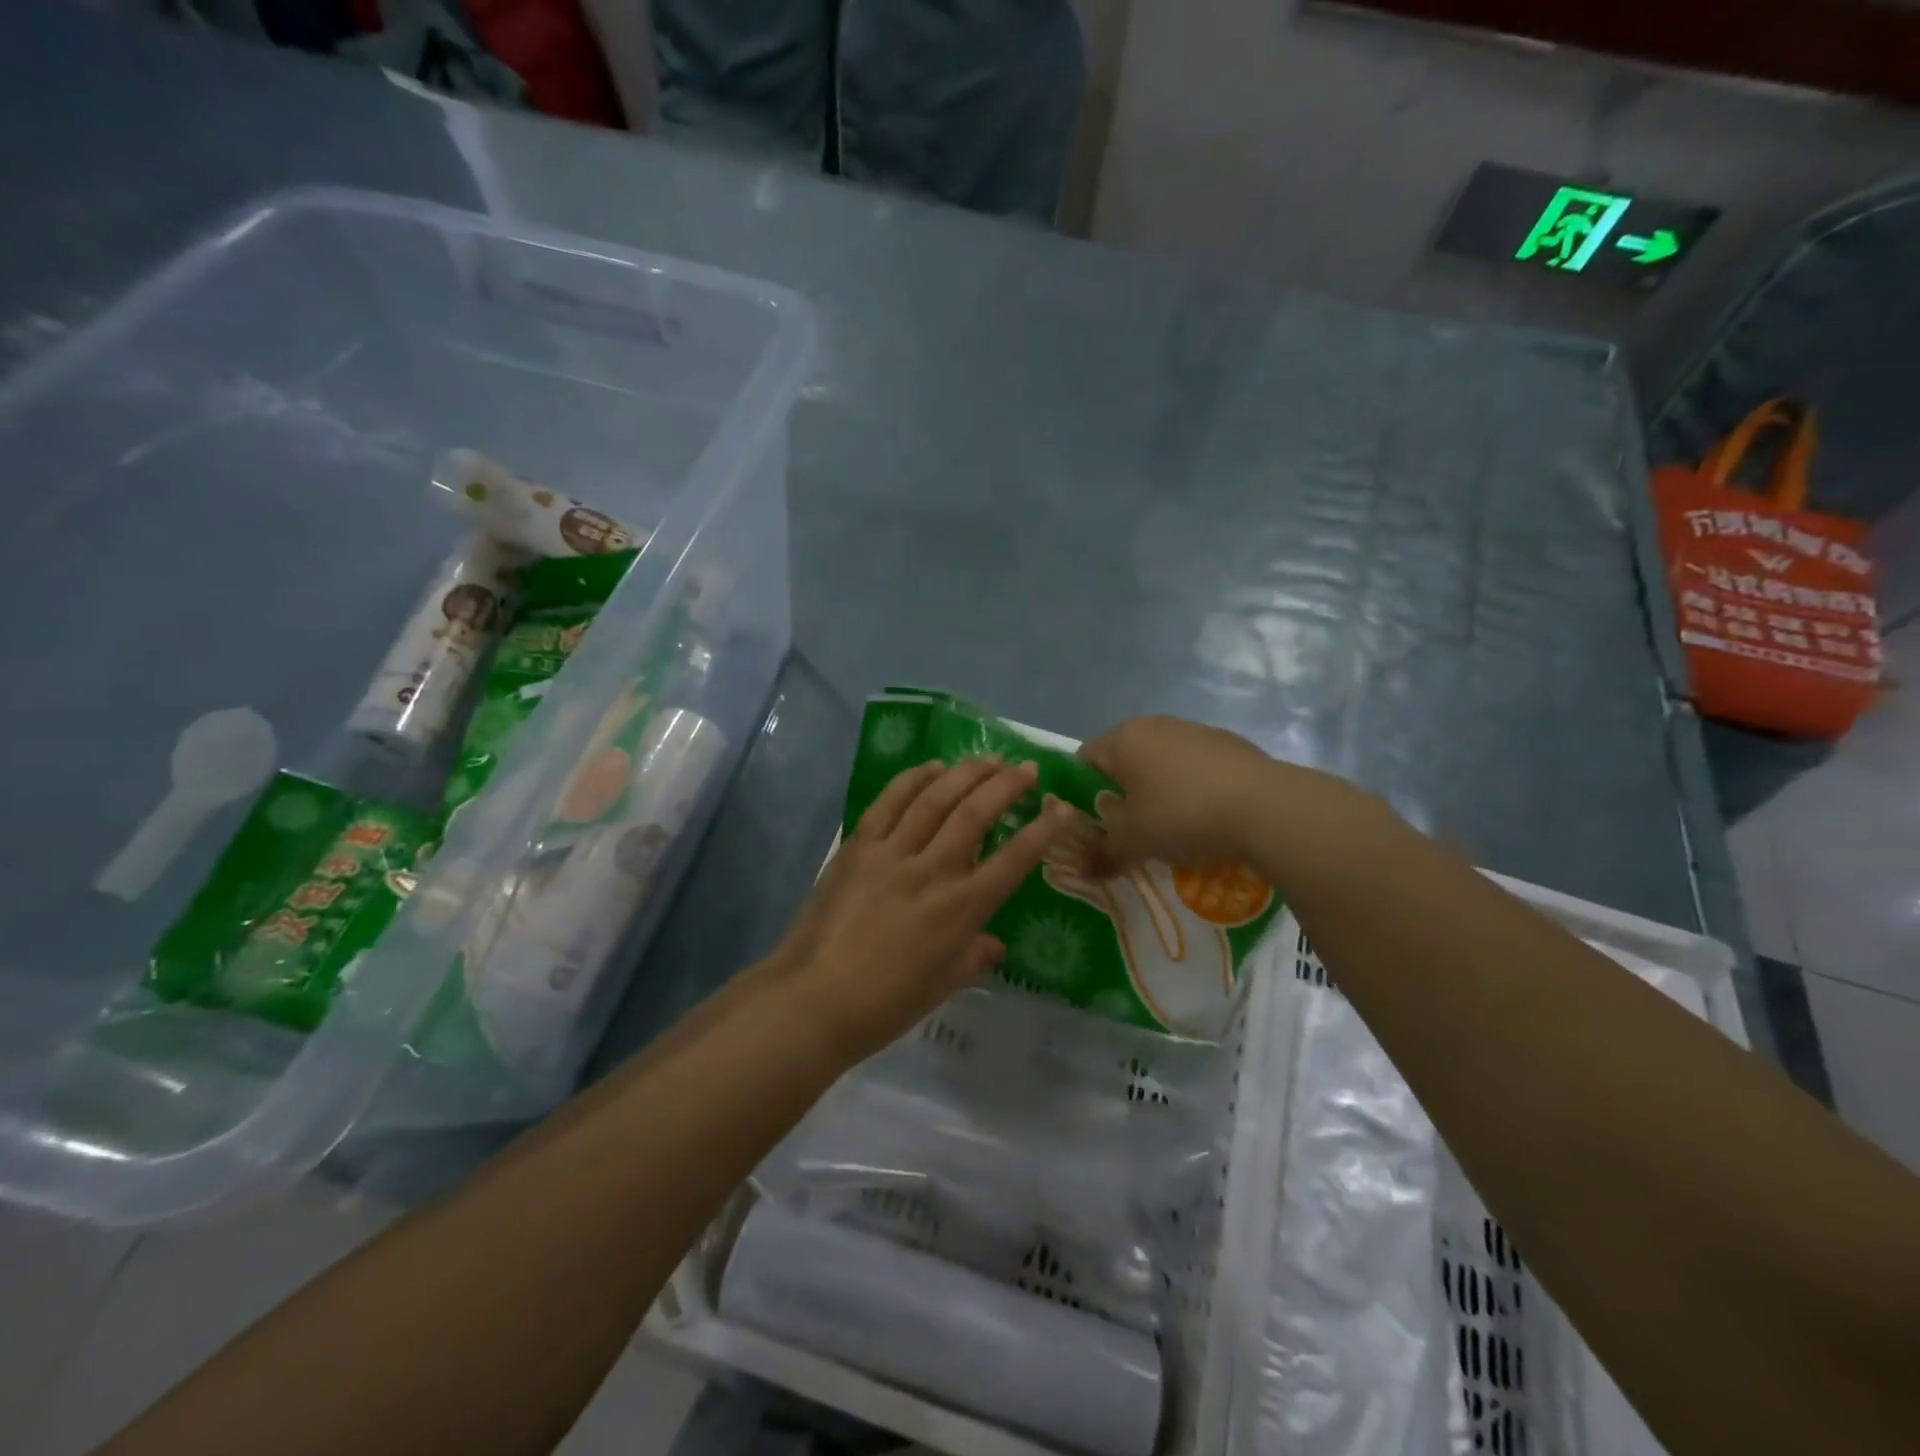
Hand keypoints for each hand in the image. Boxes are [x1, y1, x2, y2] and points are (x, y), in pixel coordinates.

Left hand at [776, 758, 1078, 1062]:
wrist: (813, 1000)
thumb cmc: (885, 1004)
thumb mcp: (942, 986)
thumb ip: (973, 958)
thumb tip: (994, 943)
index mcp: (960, 910)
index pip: (1013, 860)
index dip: (1043, 830)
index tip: (1062, 806)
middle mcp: (931, 871)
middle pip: (975, 815)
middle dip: (1007, 786)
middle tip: (1026, 768)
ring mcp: (891, 854)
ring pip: (935, 799)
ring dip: (966, 774)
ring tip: (988, 759)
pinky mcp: (858, 847)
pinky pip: (889, 803)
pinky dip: (913, 780)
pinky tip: (932, 768)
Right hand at [1079, 715, 1372, 871]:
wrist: (1266, 807)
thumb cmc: (1182, 816)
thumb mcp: (1133, 842)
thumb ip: (1104, 851)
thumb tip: (1087, 863)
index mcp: (1122, 740)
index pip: (1084, 758)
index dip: (1083, 791)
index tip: (1095, 822)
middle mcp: (1153, 725)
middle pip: (1125, 757)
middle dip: (1123, 790)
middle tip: (1131, 826)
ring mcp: (1194, 729)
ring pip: (1162, 759)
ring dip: (1159, 786)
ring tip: (1172, 824)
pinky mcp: (1229, 742)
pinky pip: (1196, 764)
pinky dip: (1193, 785)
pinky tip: (1207, 815)